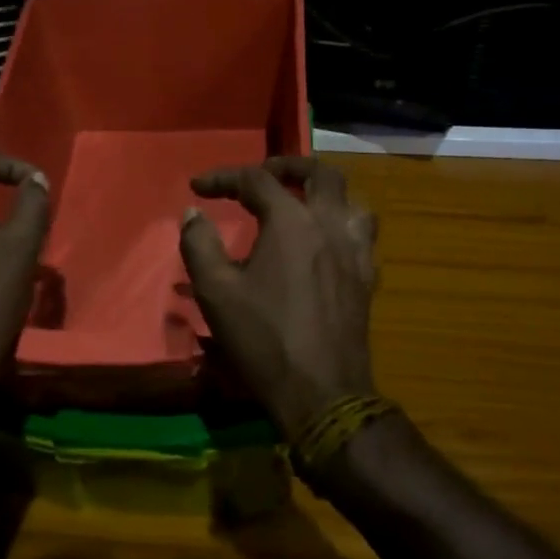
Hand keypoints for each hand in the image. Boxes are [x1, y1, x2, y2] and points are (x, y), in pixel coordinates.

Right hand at [178, 157, 378, 440]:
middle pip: (320, 173)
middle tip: (264, 174)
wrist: (322, 393)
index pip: (256, 180)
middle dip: (289, 165)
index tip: (198, 187)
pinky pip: (361, 235)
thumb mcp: (216, 292)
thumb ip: (199, 244)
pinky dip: (342, 226)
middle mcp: (329, 225)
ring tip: (303, 202)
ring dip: (326, 192)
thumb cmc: (264, 340)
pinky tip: (326, 243)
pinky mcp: (367, 277)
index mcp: (292, 222)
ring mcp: (355, 250)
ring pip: (351, 200)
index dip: (224, 177)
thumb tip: (192, 213)